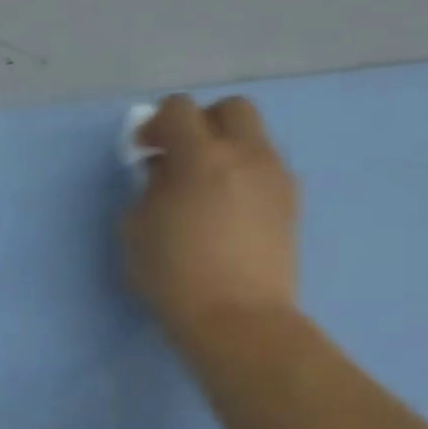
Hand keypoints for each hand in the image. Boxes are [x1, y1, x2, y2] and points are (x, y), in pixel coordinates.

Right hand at [121, 94, 300, 344]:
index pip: (179, 110)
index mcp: (202, 157)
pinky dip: (242, 174)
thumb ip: (148, 189)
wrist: (237, 319)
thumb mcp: (137, 230)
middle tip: (179, 154)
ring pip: (253, 138)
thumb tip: (164, 173)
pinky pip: (265, 169)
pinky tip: (225, 209)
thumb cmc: (174, 276)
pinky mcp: (290, 203)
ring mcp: (275, 177)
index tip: (142, 151)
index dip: (155, 124)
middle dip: (201, 122)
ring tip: (203, 186)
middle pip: (230, 109)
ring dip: (225, 149)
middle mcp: (246, 155)